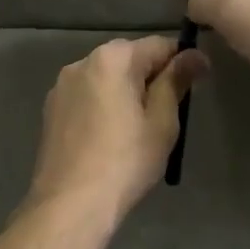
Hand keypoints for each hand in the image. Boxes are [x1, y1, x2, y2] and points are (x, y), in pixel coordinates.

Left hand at [26, 36, 209, 226]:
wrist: (70, 204)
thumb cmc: (126, 162)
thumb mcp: (162, 121)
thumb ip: (176, 81)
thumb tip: (195, 55)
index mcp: (112, 58)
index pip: (157, 45)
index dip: (181, 61)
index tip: (198, 83)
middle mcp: (81, 62)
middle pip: (128, 58)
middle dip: (151, 76)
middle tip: (169, 112)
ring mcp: (61, 86)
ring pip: (105, 78)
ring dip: (125, 91)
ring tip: (138, 127)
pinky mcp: (51, 110)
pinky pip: (87, 96)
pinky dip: (103, 105)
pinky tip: (110, 136)